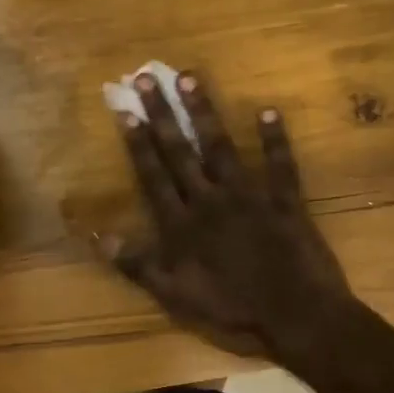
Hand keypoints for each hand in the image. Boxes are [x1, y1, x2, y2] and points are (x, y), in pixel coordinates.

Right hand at [102, 70, 352, 359]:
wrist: (294, 315)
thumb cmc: (231, 309)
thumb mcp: (174, 296)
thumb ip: (138, 265)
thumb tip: (99, 237)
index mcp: (182, 224)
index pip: (154, 176)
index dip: (138, 143)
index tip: (126, 110)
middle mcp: (210, 200)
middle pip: (180, 152)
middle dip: (162, 114)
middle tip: (147, 77)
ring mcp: (249, 197)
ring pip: (221, 148)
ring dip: (205, 113)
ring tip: (190, 78)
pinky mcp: (284, 201)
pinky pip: (280, 165)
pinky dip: (275, 139)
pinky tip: (269, 110)